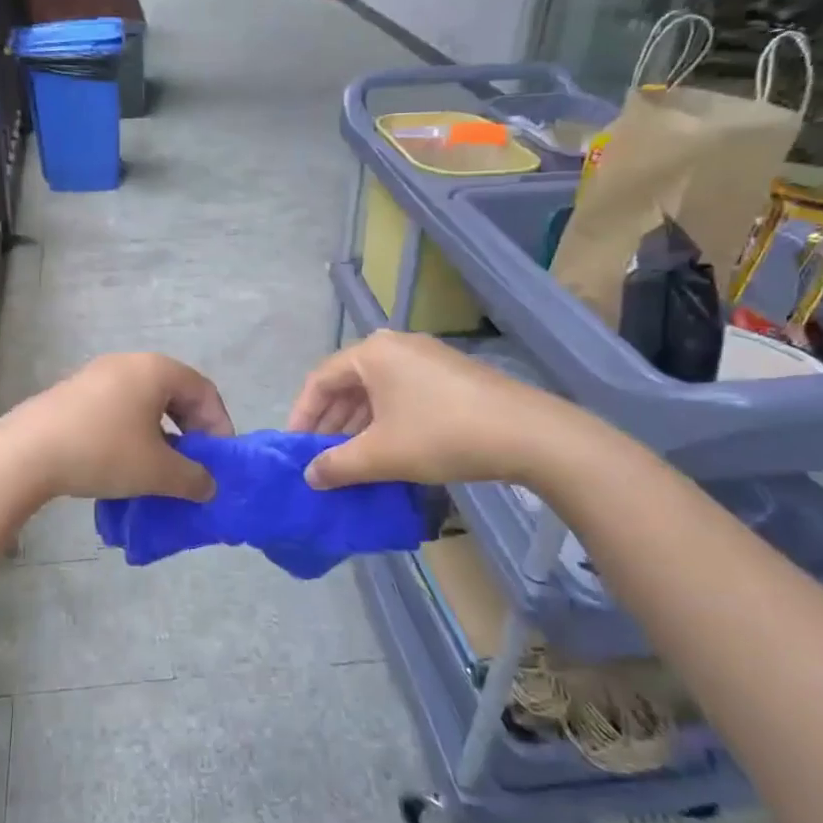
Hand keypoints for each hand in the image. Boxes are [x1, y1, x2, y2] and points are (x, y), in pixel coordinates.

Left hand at [5, 353, 233, 501]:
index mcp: (156, 370)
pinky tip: (123, 463)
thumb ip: (192, 478)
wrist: (26, 453)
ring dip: (160, 435)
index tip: (218, 461)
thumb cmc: (104, 451)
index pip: (204, 391)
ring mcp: (97, 375)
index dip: (219, 426)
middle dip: (190, 431)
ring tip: (158, 469)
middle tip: (192, 465)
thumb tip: (209, 486)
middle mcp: (129, 363)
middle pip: (175, 394)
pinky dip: (132, 433)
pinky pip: (117, 408)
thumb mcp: (157, 471)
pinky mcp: (73, 393)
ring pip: (144, 403)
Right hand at [285, 330, 584, 489]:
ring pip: (376, 390)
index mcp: (372, 353)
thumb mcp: (380, 455)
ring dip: (357, 425)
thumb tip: (310, 475)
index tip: (295, 448)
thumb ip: (337, 465)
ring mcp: (427, 358)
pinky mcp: (451, 375)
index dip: (302, 415)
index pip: (320, 380)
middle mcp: (396, 346)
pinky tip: (388, 450)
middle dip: (330, 422)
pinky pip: (402, 394)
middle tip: (320, 457)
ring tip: (350, 459)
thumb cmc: (441, 435)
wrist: (528, 434)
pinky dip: (385, 420)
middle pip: (348, 383)